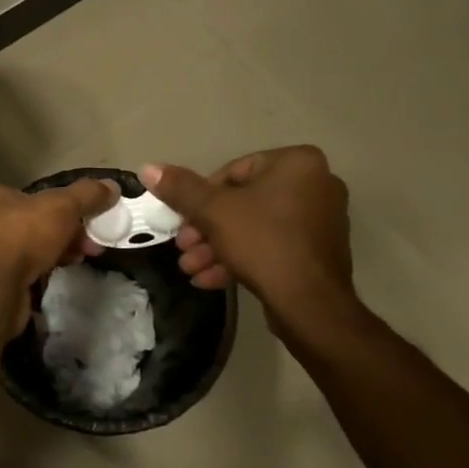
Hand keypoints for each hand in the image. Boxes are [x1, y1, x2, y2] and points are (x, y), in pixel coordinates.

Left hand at [0, 178, 119, 334]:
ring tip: (81, 259)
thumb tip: (112, 186)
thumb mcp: (62, 206)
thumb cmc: (21, 234)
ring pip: (26, 249)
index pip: (27, 195)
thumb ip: (87, 195)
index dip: (60, 205)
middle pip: (30, 222)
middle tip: (90, 243)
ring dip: (55, 252)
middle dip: (64, 232)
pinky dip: (40, 272)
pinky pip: (20, 273)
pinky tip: (58, 275)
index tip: (85, 218)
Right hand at [143, 148, 358, 315]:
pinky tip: (211, 279)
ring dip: (218, 246)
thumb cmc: (263, 242)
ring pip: (255, 227)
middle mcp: (316, 184)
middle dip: (207, 228)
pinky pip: (272, 246)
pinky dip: (242, 258)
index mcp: (297, 163)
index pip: (234, 171)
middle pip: (243, 201)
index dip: (201, 197)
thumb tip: (148, 168)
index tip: (183, 221)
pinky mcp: (318, 252)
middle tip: (184, 247)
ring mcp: (321, 220)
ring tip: (191, 268)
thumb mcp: (213, 211)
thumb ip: (181, 189)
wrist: (311, 304)